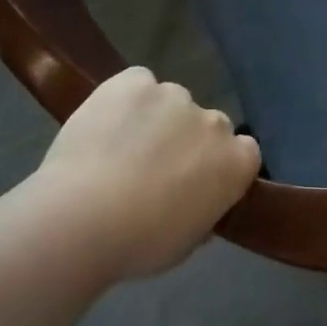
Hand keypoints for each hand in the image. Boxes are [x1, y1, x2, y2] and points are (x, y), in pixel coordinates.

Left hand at [35, 67, 260, 279]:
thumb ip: (202, 210)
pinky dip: (125, 98)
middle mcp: (214, 121)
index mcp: (238, 162)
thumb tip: (194, 200)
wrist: (82, 219)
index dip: (218, 164)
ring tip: (119, 147)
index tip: (196, 182)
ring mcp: (174, 96)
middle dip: (188, 140)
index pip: (244, 152)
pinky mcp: (134, 81)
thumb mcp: (187, 241)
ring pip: (170, 102)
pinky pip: (137, 82)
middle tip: (154, 168)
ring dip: (155, 119)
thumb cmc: (140, 244)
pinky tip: (104, 123)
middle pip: (208, 124)